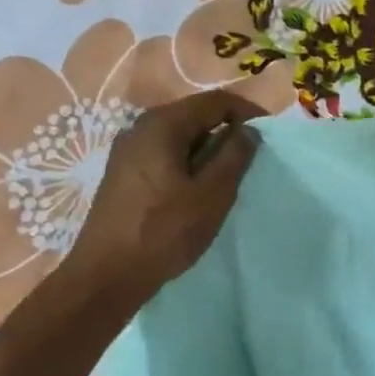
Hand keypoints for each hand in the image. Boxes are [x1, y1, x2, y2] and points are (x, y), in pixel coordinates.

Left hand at [59, 88, 260, 311]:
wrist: (106, 274)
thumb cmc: (163, 232)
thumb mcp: (211, 195)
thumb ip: (234, 157)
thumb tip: (248, 130)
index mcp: (162, 124)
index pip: (214, 101)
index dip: (246, 111)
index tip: (268, 133)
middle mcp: (140, 128)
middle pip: (193, 116)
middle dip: (225, 132)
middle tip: (249, 161)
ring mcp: (127, 151)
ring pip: (178, 138)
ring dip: (206, 151)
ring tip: (226, 179)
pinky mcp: (122, 175)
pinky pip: (163, 156)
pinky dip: (186, 164)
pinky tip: (195, 191)